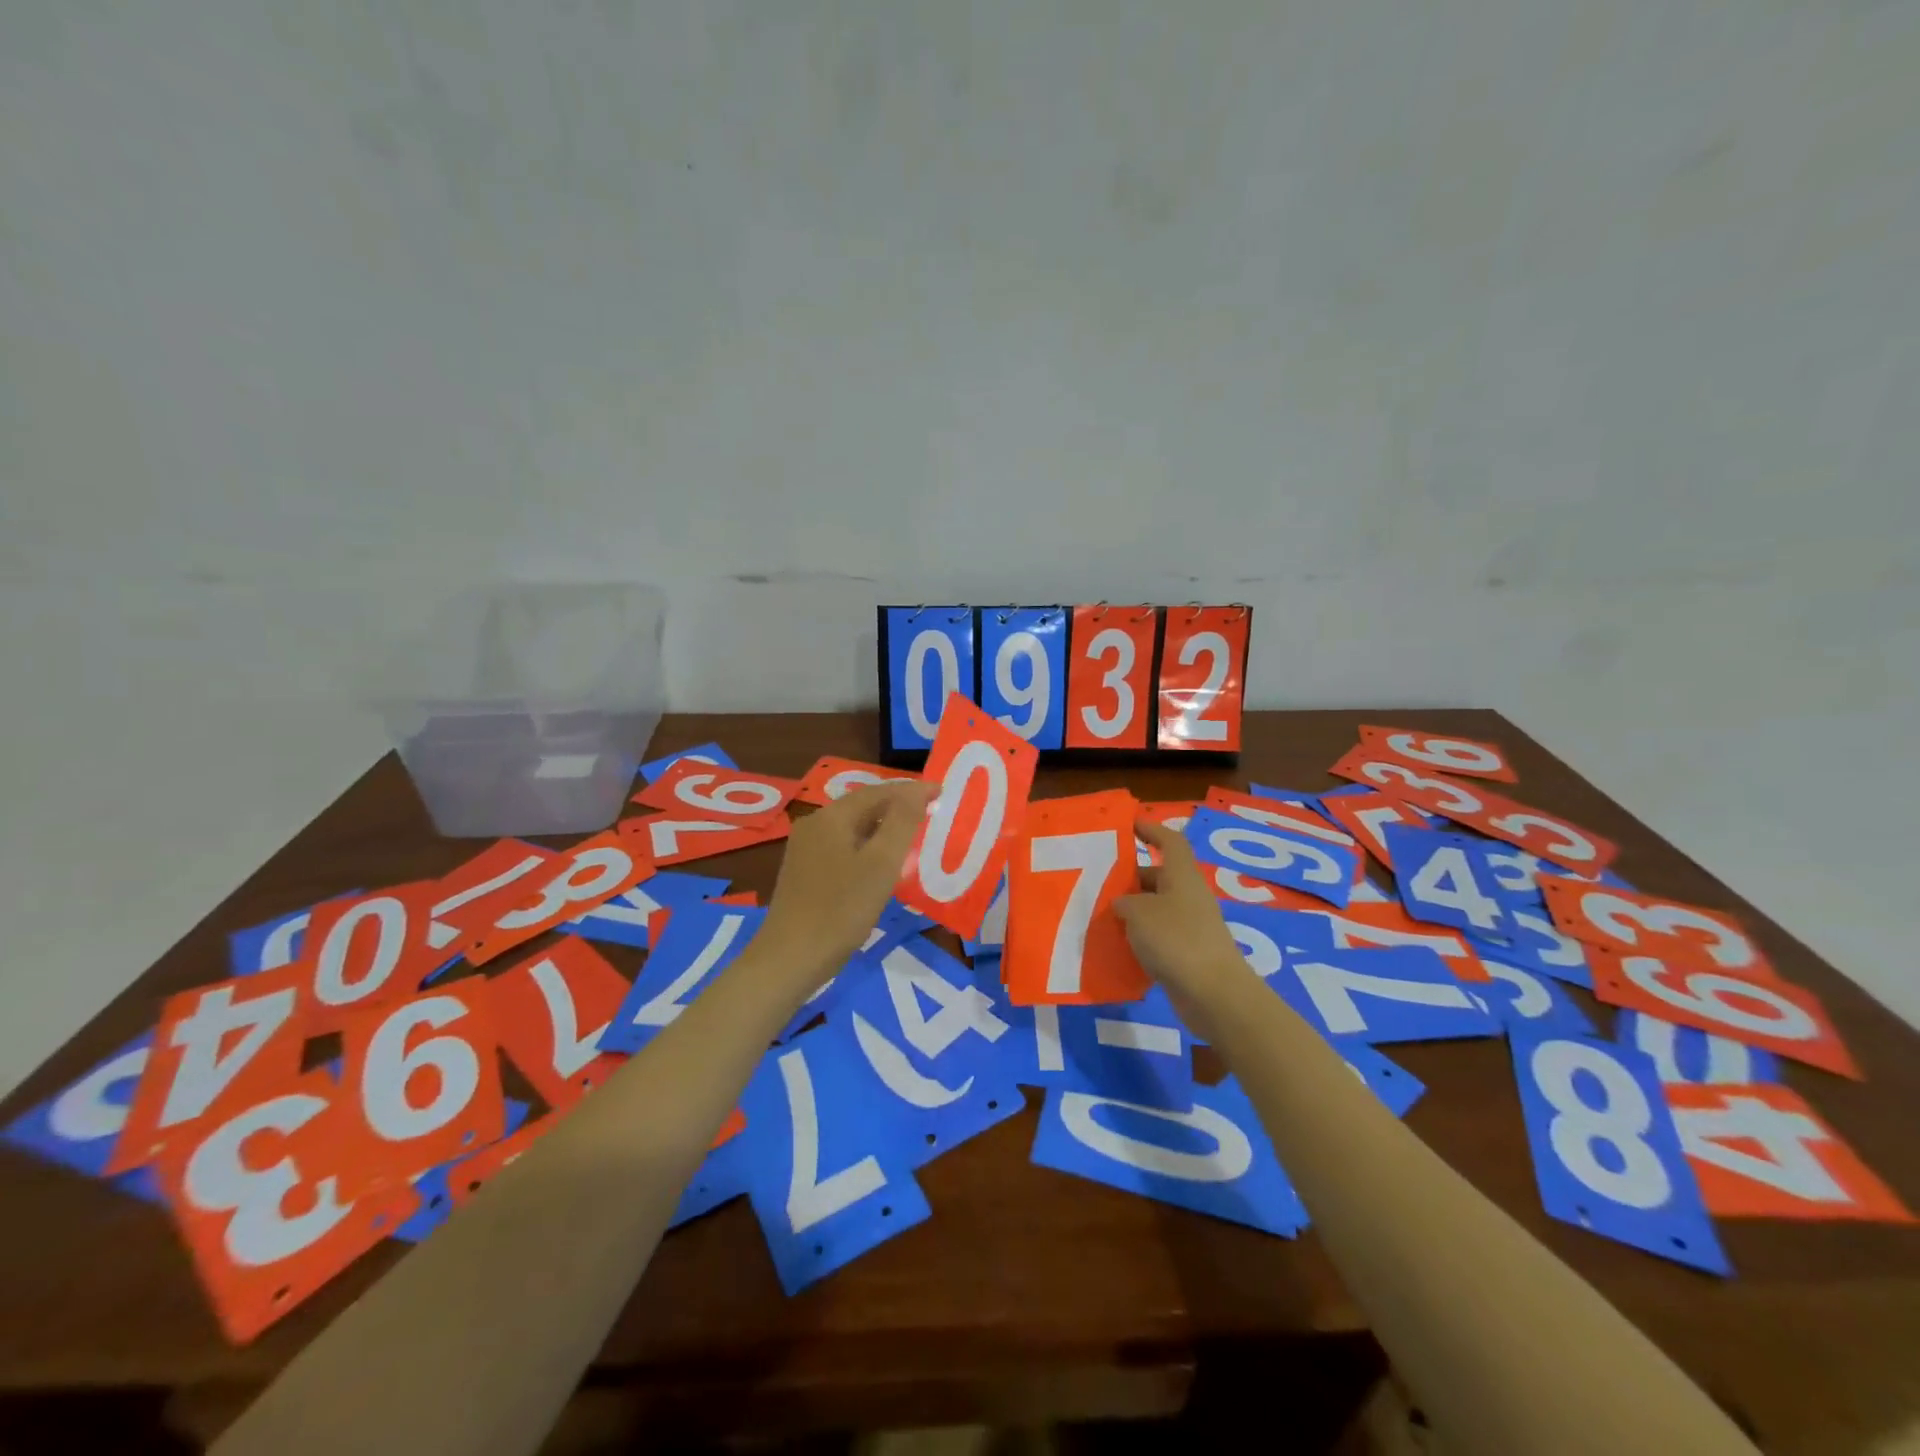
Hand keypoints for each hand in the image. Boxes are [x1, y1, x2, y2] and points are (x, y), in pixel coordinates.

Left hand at [759, 779, 936, 985]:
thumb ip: (902, 822)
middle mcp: (814, 825)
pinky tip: (882, 863)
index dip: (912, 791)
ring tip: (913, 835)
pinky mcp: (805, 872)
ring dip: (884, 828)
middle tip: (931, 813)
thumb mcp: (881, 864)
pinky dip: (868, 846)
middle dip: (898, 807)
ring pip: (854, 828)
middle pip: (864, 806)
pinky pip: (844, 846)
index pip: (879, 791)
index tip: (942, 793)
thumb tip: (918, 790)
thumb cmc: (841, 910)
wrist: (790, 959)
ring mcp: (806, 849)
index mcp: (831, 817)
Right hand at [1116, 819, 1252, 1032]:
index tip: (1128, 825)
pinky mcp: (1187, 953)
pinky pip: (1157, 936)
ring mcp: (1190, 925)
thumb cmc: (1176, 940)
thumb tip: (1121, 904)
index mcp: (1181, 875)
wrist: (1214, 994)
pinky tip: (1116, 947)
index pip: (1169, 841)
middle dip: (1129, 877)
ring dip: (1131, 911)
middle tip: (1098, 882)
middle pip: (1158, 876)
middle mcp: (1188, 895)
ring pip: (1155, 908)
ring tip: (1099, 916)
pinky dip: (1138, 938)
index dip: (1151, 829)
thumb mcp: (1139, 912)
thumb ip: (1124, 902)